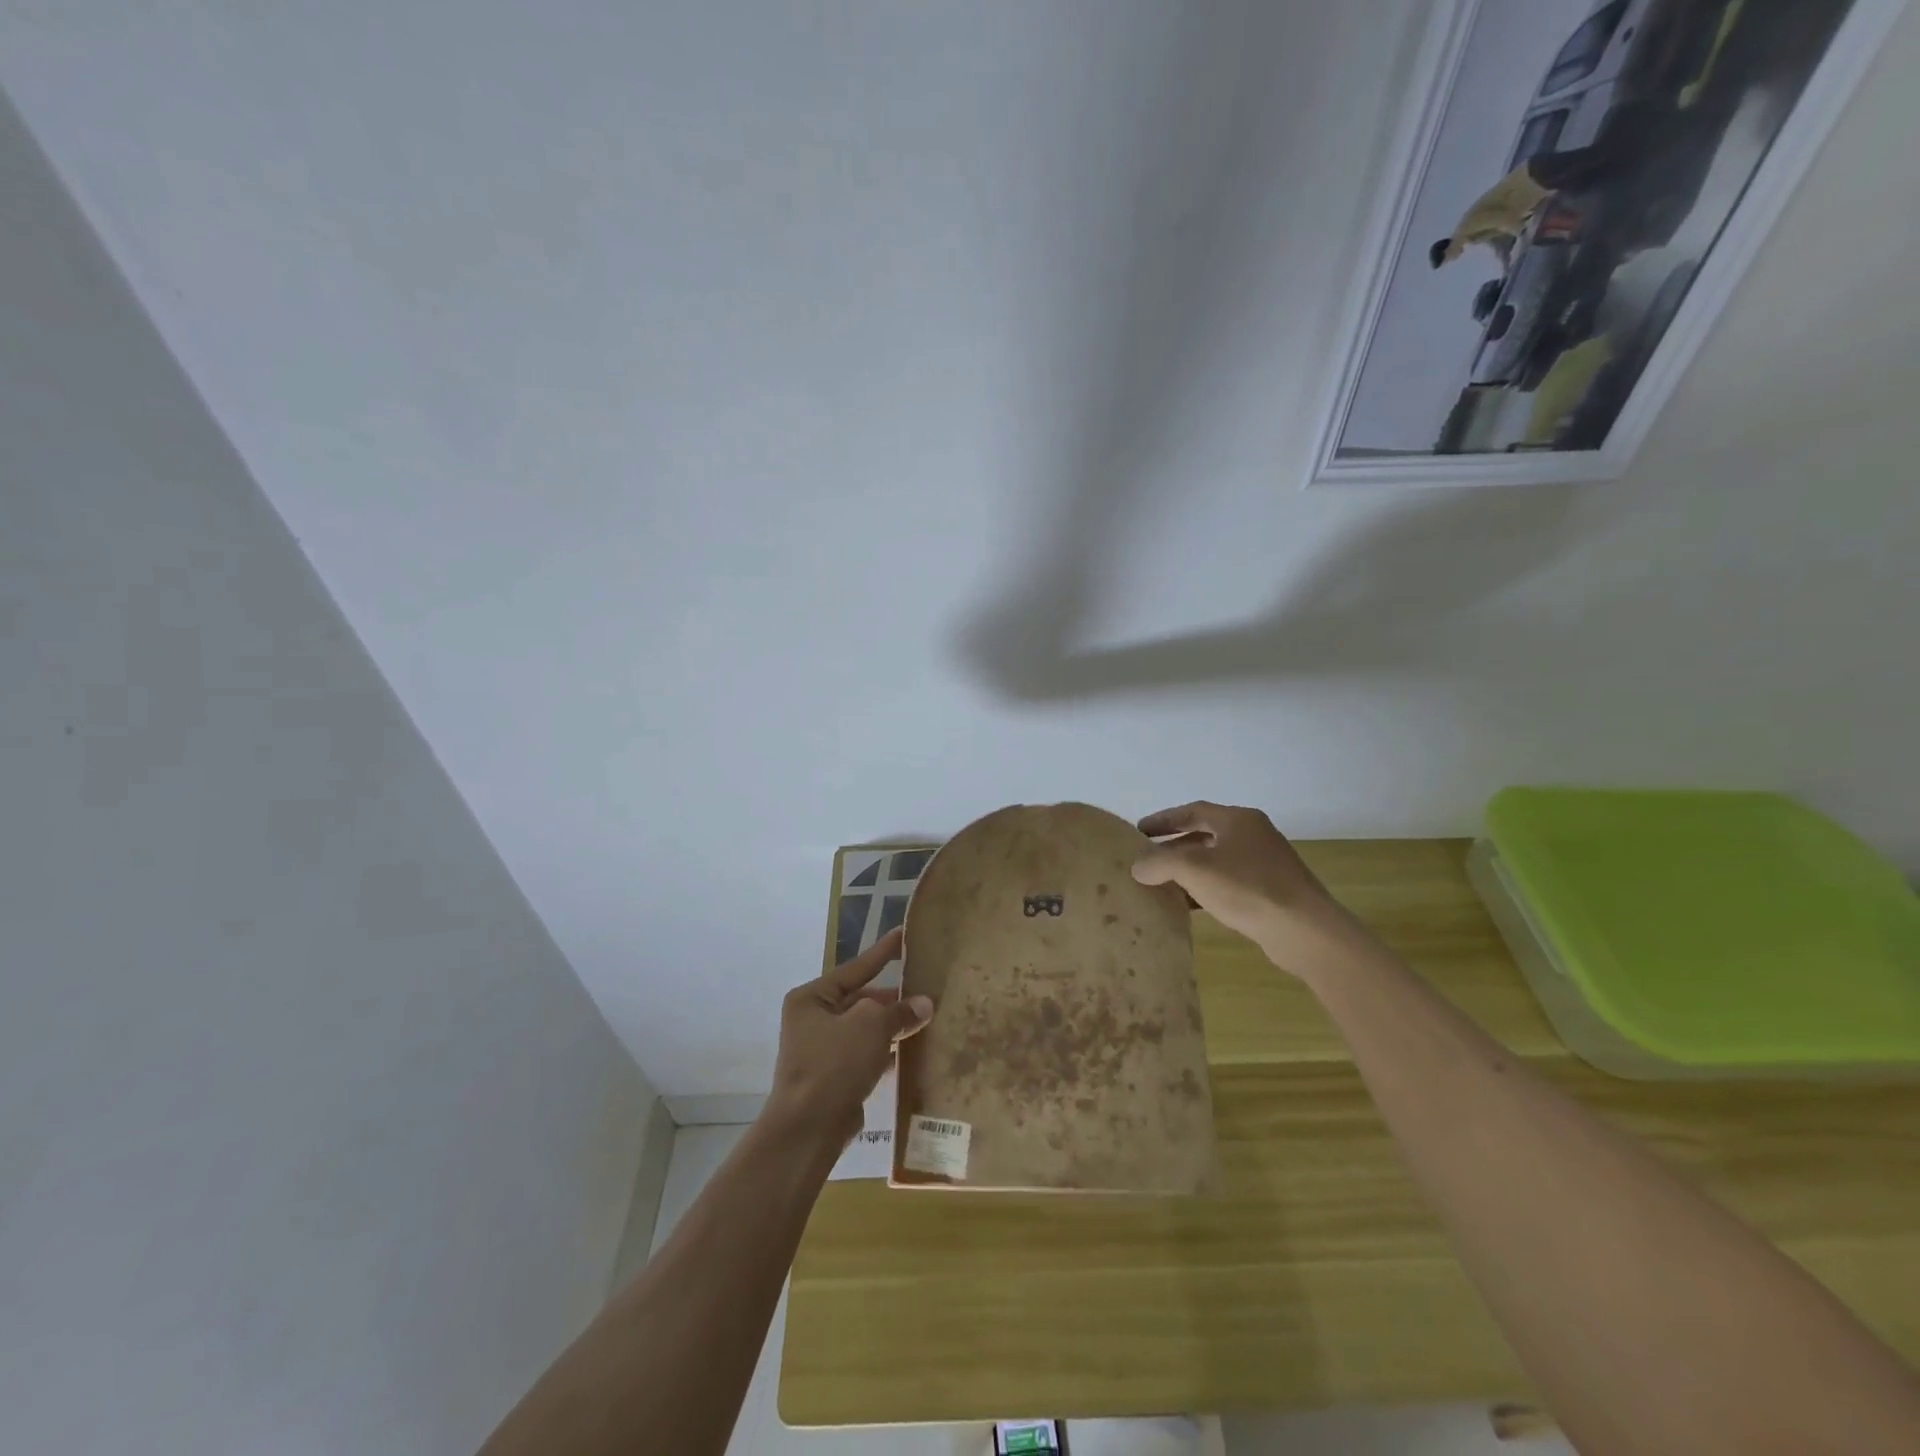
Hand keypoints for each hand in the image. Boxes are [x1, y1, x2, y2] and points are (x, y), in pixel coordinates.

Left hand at [767, 928, 932, 1145]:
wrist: (809, 1128)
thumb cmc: (834, 1063)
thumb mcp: (871, 1025)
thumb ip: (899, 1011)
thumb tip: (924, 1004)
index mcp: (812, 998)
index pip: (856, 967)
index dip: (883, 953)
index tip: (903, 935)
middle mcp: (813, 1019)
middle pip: (862, 999)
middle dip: (894, 998)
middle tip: (927, 987)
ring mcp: (823, 1050)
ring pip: (866, 1028)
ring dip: (894, 1025)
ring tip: (928, 1016)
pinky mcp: (835, 1077)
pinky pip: (867, 1054)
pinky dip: (888, 1050)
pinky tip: (915, 1049)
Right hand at [1131, 802, 1350, 971]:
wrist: (1304, 930)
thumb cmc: (1246, 888)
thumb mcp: (1193, 869)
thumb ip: (1159, 862)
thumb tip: (1137, 866)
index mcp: (1239, 820)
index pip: (1193, 811)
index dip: (1164, 819)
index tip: (1139, 831)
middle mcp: (1254, 836)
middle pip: (1205, 835)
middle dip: (1174, 847)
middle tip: (1147, 859)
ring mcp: (1266, 864)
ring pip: (1217, 861)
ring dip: (1189, 870)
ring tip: (1161, 884)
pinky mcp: (1271, 892)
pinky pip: (1229, 883)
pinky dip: (1206, 889)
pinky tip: (1189, 906)